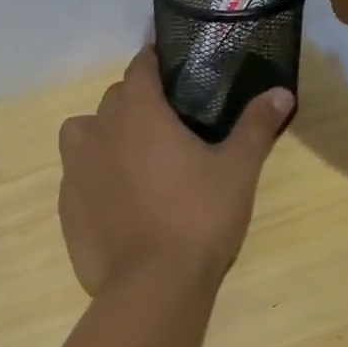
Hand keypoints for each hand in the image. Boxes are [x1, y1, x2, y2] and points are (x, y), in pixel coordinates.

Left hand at [57, 48, 292, 296]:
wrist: (152, 284)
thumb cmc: (198, 218)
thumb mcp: (237, 171)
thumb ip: (256, 127)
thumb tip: (282, 91)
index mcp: (139, 113)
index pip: (139, 67)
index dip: (153, 61)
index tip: (168, 67)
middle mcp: (99, 131)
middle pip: (113, 99)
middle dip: (134, 100)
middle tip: (164, 122)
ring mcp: (76, 168)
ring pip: (82, 132)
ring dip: (102, 133)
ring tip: (130, 156)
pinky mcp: (65, 203)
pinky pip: (75, 173)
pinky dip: (92, 174)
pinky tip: (115, 198)